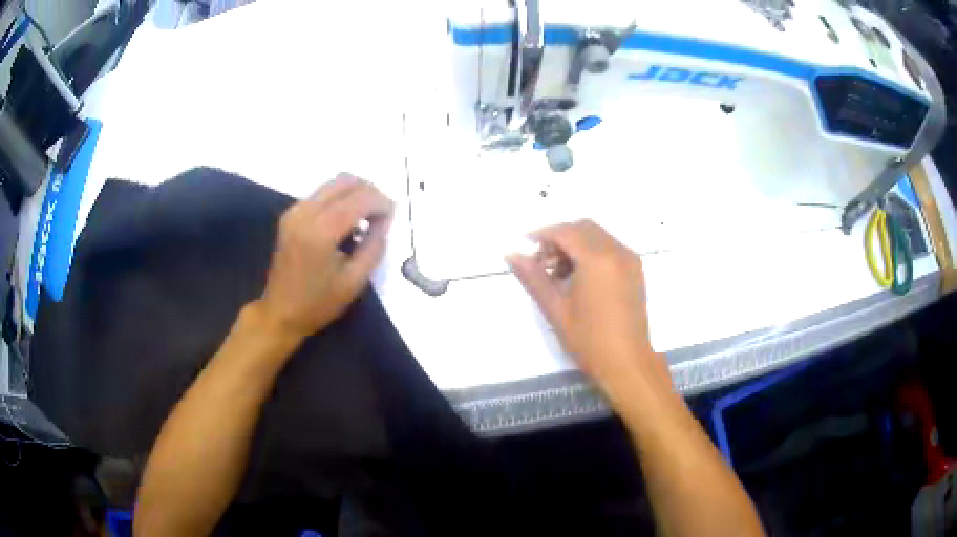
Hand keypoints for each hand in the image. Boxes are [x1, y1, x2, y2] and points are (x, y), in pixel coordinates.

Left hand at [257, 174, 393, 340]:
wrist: (280, 312)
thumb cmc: (318, 303)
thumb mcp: (355, 281)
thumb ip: (374, 246)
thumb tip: (385, 220)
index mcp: (321, 231)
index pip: (359, 199)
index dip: (381, 203)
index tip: (393, 217)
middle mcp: (305, 212)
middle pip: (346, 181)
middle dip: (370, 192)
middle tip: (382, 214)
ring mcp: (295, 211)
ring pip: (333, 183)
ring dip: (355, 193)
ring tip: (366, 218)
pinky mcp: (291, 214)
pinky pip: (322, 193)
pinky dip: (340, 199)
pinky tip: (347, 220)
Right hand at [507, 220, 670, 396]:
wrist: (627, 363)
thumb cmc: (589, 340)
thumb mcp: (556, 309)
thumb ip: (534, 278)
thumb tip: (511, 255)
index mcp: (597, 259)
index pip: (565, 232)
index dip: (542, 234)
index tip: (525, 245)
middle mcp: (616, 251)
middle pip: (583, 227)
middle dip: (559, 237)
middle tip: (541, 261)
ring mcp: (629, 259)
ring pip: (598, 235)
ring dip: (575, 243)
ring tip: (558, 272)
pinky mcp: (635, 270)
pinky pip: (610, 247)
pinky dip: (592, 251)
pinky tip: (579, 276)